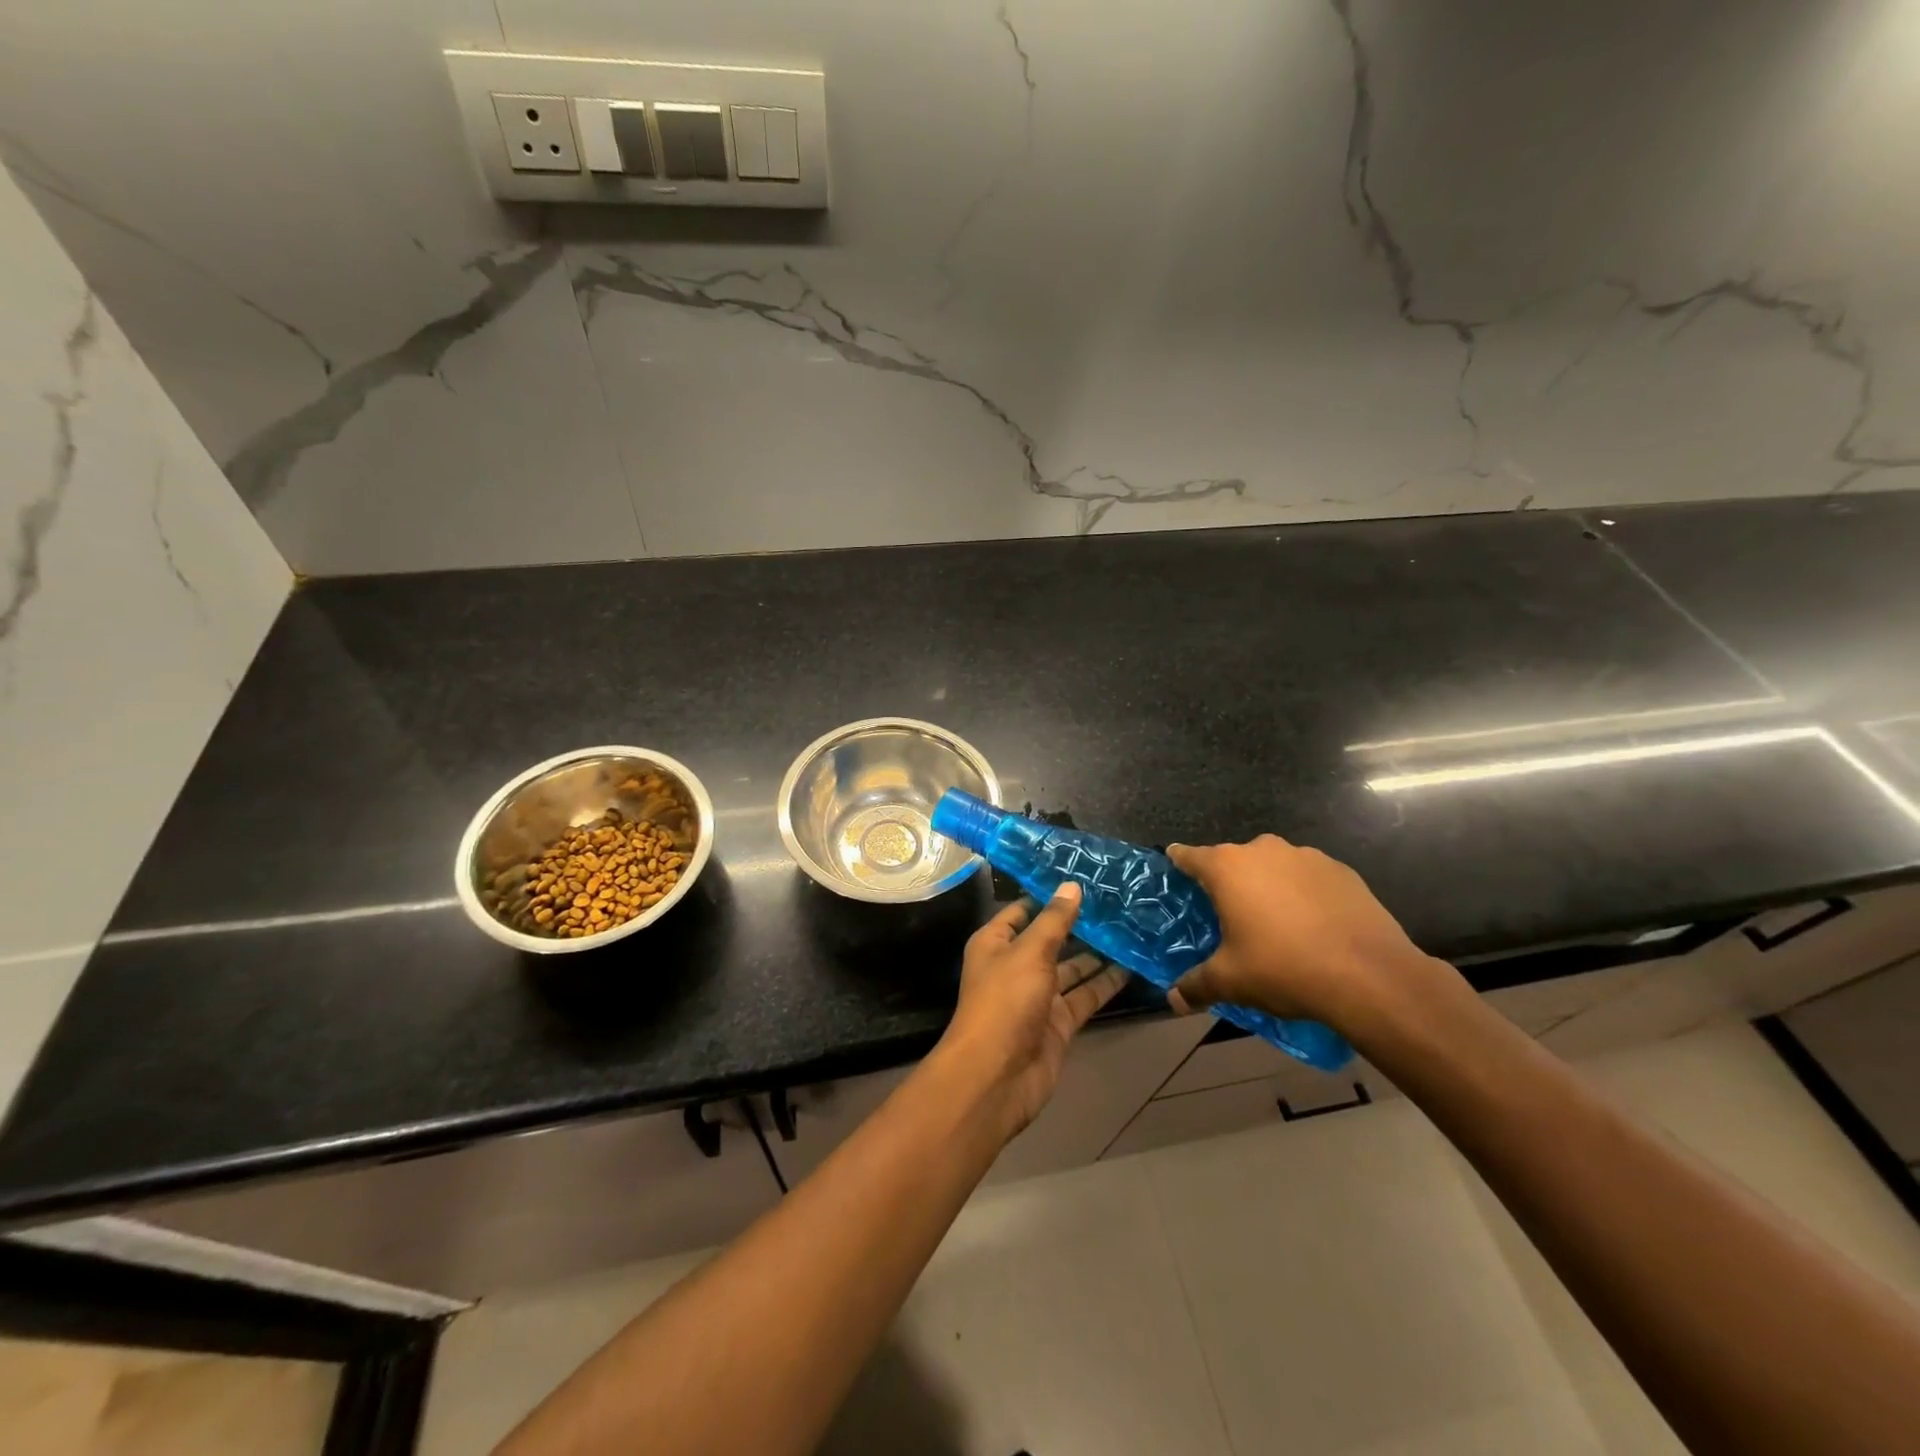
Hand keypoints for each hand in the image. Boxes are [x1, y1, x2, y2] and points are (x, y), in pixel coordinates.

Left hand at [936, 883, 1128, 1138]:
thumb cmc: (1005, 1001)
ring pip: (1072, 968)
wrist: (997, 1076)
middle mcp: (1016, 966)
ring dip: (1098, 952)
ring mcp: (1039, 996)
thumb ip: (1054, 920)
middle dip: (1079, 923)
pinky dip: (1106, 983)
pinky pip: (1085, 996)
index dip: (1048, 895)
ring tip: (1132, 927)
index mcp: (996, 943)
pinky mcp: (1059, 1022)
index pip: (1022, 910)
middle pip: (1051, 938)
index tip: (1082, 876)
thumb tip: (1071, 886)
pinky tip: (1133, 965)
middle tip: (1118, 900)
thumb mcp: (1029, 952)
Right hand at [1165, 835, 1445, 1031]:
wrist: (1370, 976)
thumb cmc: (1284, 968)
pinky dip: (1305, 895)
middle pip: (1233, 861)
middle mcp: (1263, 850)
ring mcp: (1306, 856)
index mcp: (1228, 867)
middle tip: (1229, 917)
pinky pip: (1309, 879)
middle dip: (1229, 884)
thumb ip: (1197, 985)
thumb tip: (1174, 999)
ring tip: (1276, 925)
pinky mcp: (1342, 871)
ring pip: (1274, 867)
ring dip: (1269, 887)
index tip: (1174, 871)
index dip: (1178, 864)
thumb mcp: (1231, 981)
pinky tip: (1313, 927)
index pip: (1189, 856)